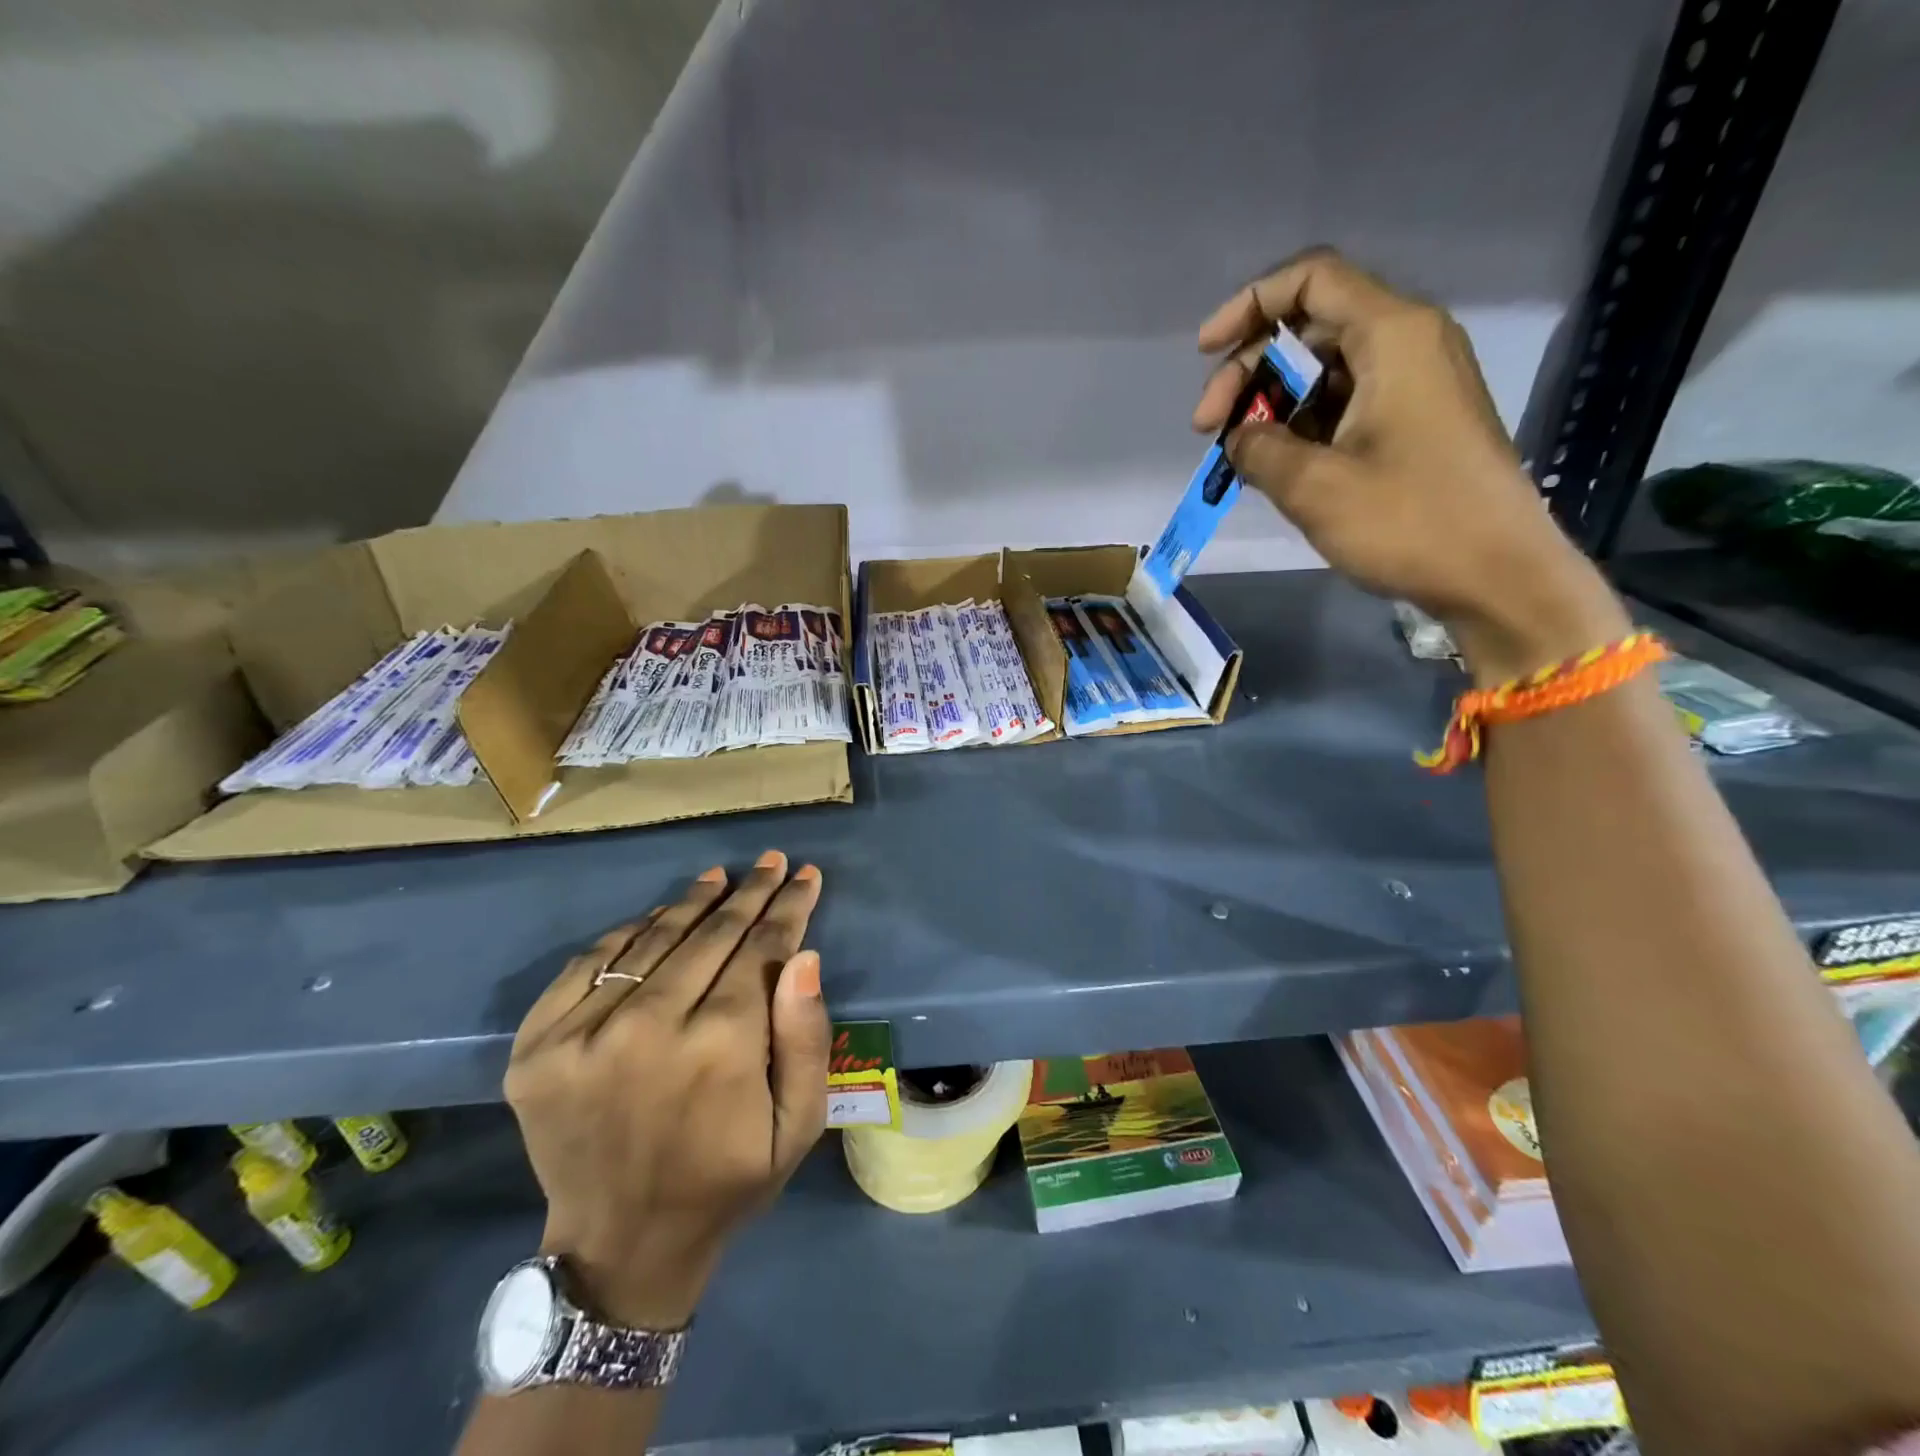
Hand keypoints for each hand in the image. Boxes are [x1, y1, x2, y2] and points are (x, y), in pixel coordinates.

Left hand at [503, 851, 829, 1328]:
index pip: (762, 950)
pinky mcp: (537, 1046)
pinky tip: (657, 917)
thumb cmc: (727, 1181)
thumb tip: (804, 954)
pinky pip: (589, 963)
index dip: (788, 907)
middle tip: (771, 861)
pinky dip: (627, 932)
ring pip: (651, 939)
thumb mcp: (797, 1124)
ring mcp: (583, 1035)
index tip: (805, 874)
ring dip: (692, 902)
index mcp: (720, 1048)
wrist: (621, 1246)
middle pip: (711, 935)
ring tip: (719, 877)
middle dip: (749, 894)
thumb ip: (806, 1038)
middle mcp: (650, 1028)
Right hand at [1194, 248, 1628, 683]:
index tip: (1203, 353)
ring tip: (1237, 458)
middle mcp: (1407, 345)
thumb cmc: (1409, 521)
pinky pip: (1344, 405)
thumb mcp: (1315, 486)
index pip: (1311, 281)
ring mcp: (1414, 385)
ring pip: (1323, 372)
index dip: (1249, 306)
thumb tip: (1238, 435)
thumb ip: (1259, 449)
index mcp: (1392, 336)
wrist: (1496, 575)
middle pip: (1310, 329)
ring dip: (1271, 406)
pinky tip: (1274, 467)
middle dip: (1249, 372)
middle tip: (1209, 431)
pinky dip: (1301, 427)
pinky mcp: (1414, 423)